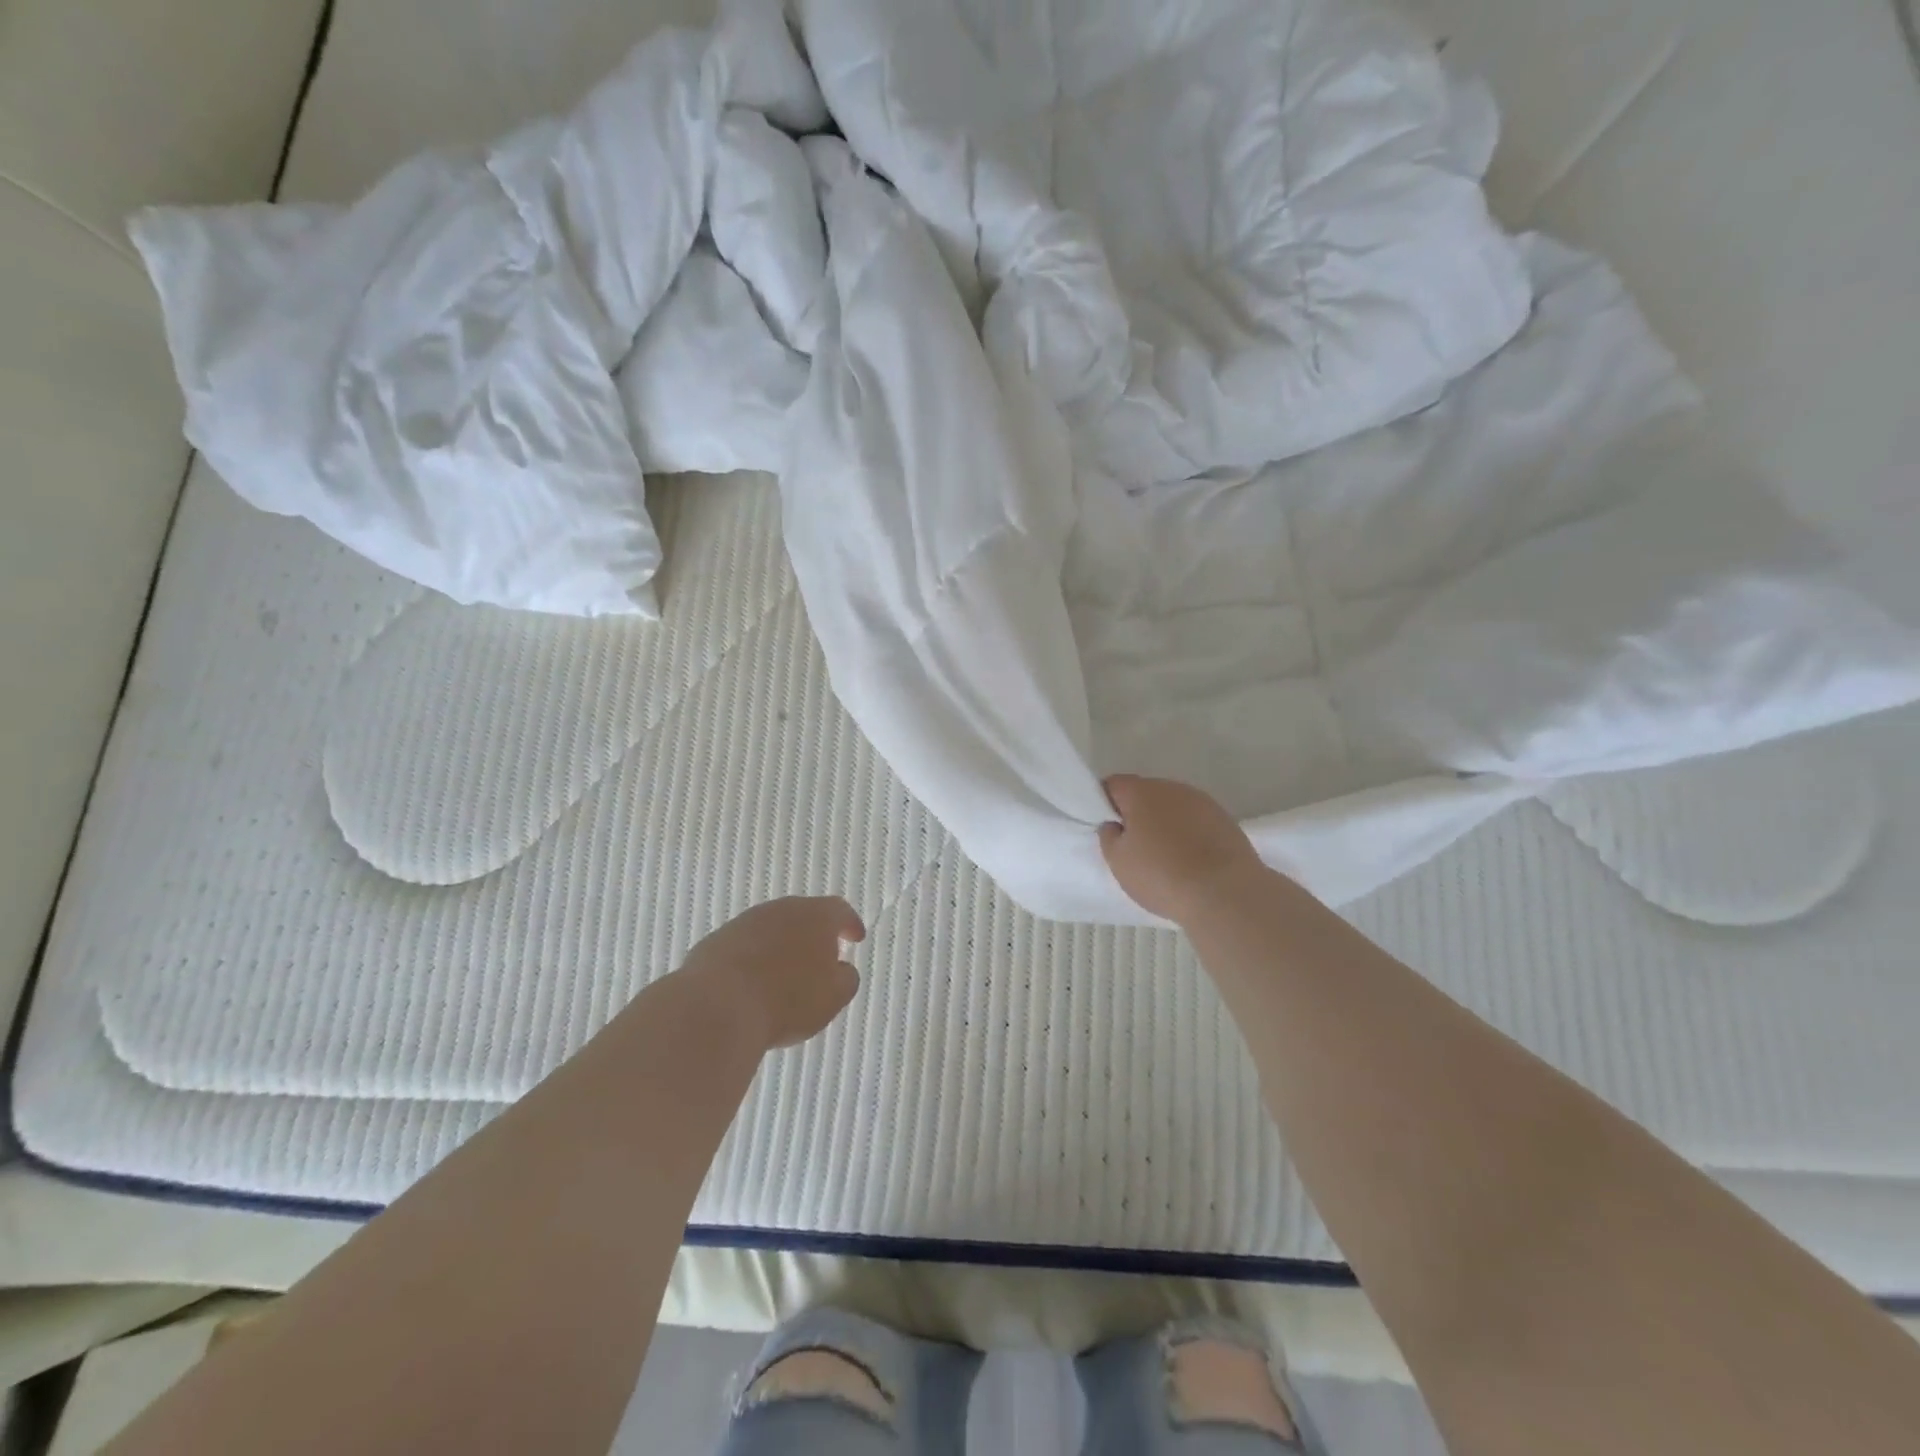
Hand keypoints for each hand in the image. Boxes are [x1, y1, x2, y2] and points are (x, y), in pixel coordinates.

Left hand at [682, 897, 865, 1050]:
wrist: (717, 1007)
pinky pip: (743, 947)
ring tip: (784, 976)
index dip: (850, 924)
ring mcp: (744, 923)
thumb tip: (841, 969)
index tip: (856, 938)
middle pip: (803, 916)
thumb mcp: (833, 996)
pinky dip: (753, 960)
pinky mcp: (715, 941)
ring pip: (771, 930)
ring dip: (781, 947)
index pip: (840, 910)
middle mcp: (780, 910)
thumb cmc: (788, 1000)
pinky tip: (752, 984)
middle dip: (813, 935)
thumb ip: (846, 978)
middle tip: (820, 958)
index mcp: (816, 916)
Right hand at [1099, 775, 1263, 923]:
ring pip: (1173, 807)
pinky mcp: (1226, 820)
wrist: (1225, 893)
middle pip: (1145, 794)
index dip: (1106, 804)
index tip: (1109, 829)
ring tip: (1166, 857)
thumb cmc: (1161, 875)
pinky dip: (1189, 834)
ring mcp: (1203, 802)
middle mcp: (1172, 788)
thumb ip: (1109, 836)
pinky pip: (1196, 821)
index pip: (1113, 785)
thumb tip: (1116, 824)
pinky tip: (1191, 860)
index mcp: (1141, 792)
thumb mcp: (1118, 861)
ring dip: (1165, 823)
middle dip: (1137, 814)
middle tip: (1135, 847)